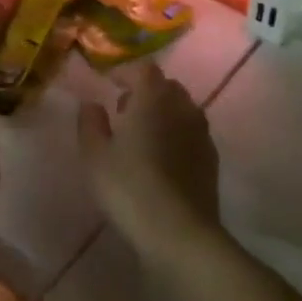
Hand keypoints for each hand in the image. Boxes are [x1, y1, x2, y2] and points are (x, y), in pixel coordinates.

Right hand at [77, 62, 222, 263]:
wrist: (179, 232)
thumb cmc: (129, 187)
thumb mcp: (95, 155)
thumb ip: (90, 123)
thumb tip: (91, 103)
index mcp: (153, 98)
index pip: (143, 69)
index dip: (126, 73)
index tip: (109, 84)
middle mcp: (182, 107)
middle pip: (166, 87)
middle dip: (145, 92)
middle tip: (124, 109)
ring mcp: (201, 133)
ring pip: (181, 110)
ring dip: (163, 113)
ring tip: (142, 135)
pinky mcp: (211, 159)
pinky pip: (192, 133)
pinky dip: (176, 135)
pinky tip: (162, 158)